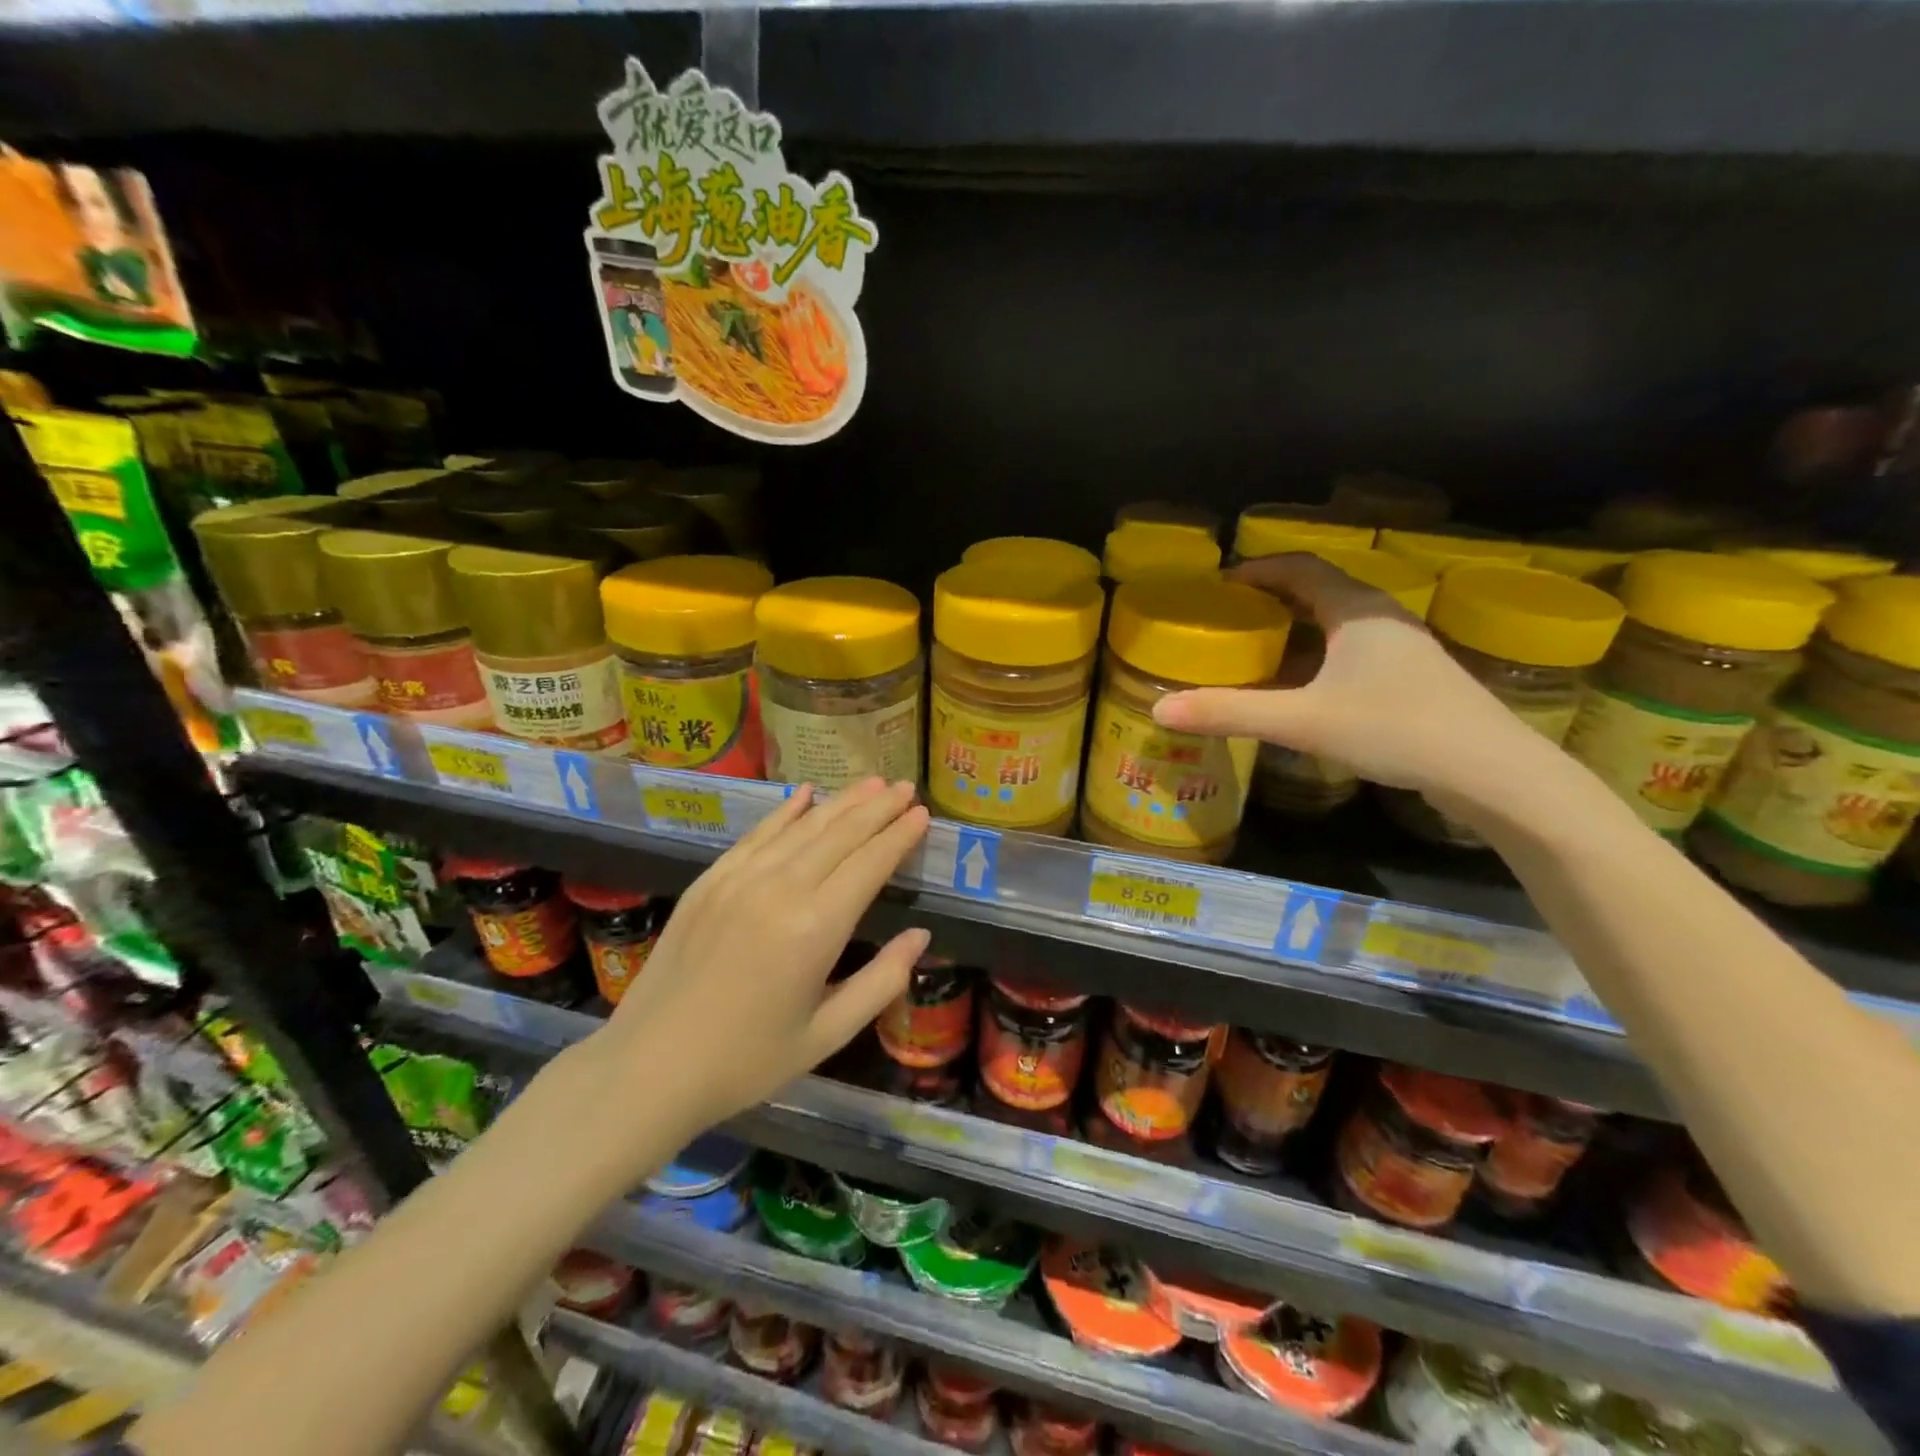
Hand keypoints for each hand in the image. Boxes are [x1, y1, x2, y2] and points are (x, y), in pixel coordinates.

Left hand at [588, 778, 929, 1137]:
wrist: (649, 1067)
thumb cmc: (747, 1061)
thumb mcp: (827, 1035)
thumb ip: (881, 982)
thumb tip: (920, 937)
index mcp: (816, 929)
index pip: (870, 864)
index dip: (899, 836)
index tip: (923, 814)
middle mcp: (780, 889)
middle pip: (840, 834)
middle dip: (878, 808)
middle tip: (907, 787)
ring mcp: (739, 879)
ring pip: (802, 827)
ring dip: (841, 802)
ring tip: (872, 783)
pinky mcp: (710, 880)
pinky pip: (757, 834)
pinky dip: (786, 812)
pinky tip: (806, 794)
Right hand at [1153, 553, 1550, 805]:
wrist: (1491, 772)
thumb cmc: (1395, 729)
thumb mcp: (1302, 721)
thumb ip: (1230, 713)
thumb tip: (1160, 708)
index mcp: (1356, 611)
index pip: (1301, 568)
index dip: (1258, 569)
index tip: (1219, 583)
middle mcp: (1381, 618)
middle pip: (1319, 591)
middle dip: (1271, 599)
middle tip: (1228, 617)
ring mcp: (1402, 650)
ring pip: (1337, 625)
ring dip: (1295, 631)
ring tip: (1255, 651)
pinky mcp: (1412, 680)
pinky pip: (1351, 653)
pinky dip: (1316, 659)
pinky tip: (1299, 690)